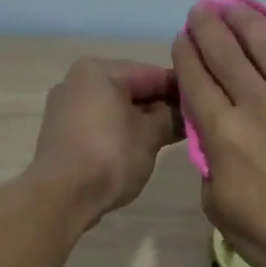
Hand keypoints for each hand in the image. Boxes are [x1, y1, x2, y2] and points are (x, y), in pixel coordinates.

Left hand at [30, 58, 179, 226]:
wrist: (61, 196)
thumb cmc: (109, 157)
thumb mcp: (150, 136)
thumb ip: (172, 118)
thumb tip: (190, 112)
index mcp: (99, 70)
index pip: (153, 73)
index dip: (182, 90)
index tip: (204, 105)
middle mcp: (77, 80)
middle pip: (132, 88)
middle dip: (160, 107)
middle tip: (190, 125)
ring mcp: (65, 106)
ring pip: (115, 107)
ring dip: (142, 121)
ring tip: (167, 139)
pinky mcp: (61, 132)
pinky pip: (100, 123)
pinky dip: (120, 131)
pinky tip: (138, 149)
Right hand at [172, 0, 265, 266]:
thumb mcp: (218, 208)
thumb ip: (211, 167)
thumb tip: (216, 143)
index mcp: (224, 133)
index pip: (196, 82)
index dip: (185, 56)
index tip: (180, 39)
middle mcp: (257, 105)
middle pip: (226, 56)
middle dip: (208, 29)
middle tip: (199, 11)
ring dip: (245, 20)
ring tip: (231, 4)